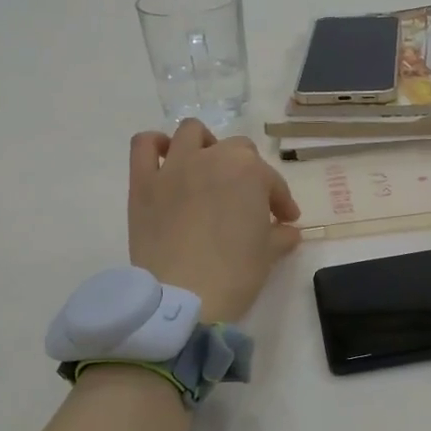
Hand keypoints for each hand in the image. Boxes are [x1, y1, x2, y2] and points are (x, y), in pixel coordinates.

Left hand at [128, 120, 301, 322]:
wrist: (184, 297)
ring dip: (204, 145)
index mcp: (249, 172)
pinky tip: (164, 160)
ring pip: (192, 133)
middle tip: (247, 200)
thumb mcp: (269, 254)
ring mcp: (174, 167)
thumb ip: (280, 235)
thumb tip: (287, 231)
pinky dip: (155, 145)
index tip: (285, 221)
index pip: (272, 181)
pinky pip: (144, 145)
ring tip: (207, 169)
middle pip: (236, 150)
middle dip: (247, 171)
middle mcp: (212, 158)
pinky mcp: (143, 183)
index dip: (281, 201)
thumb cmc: (235, 274)